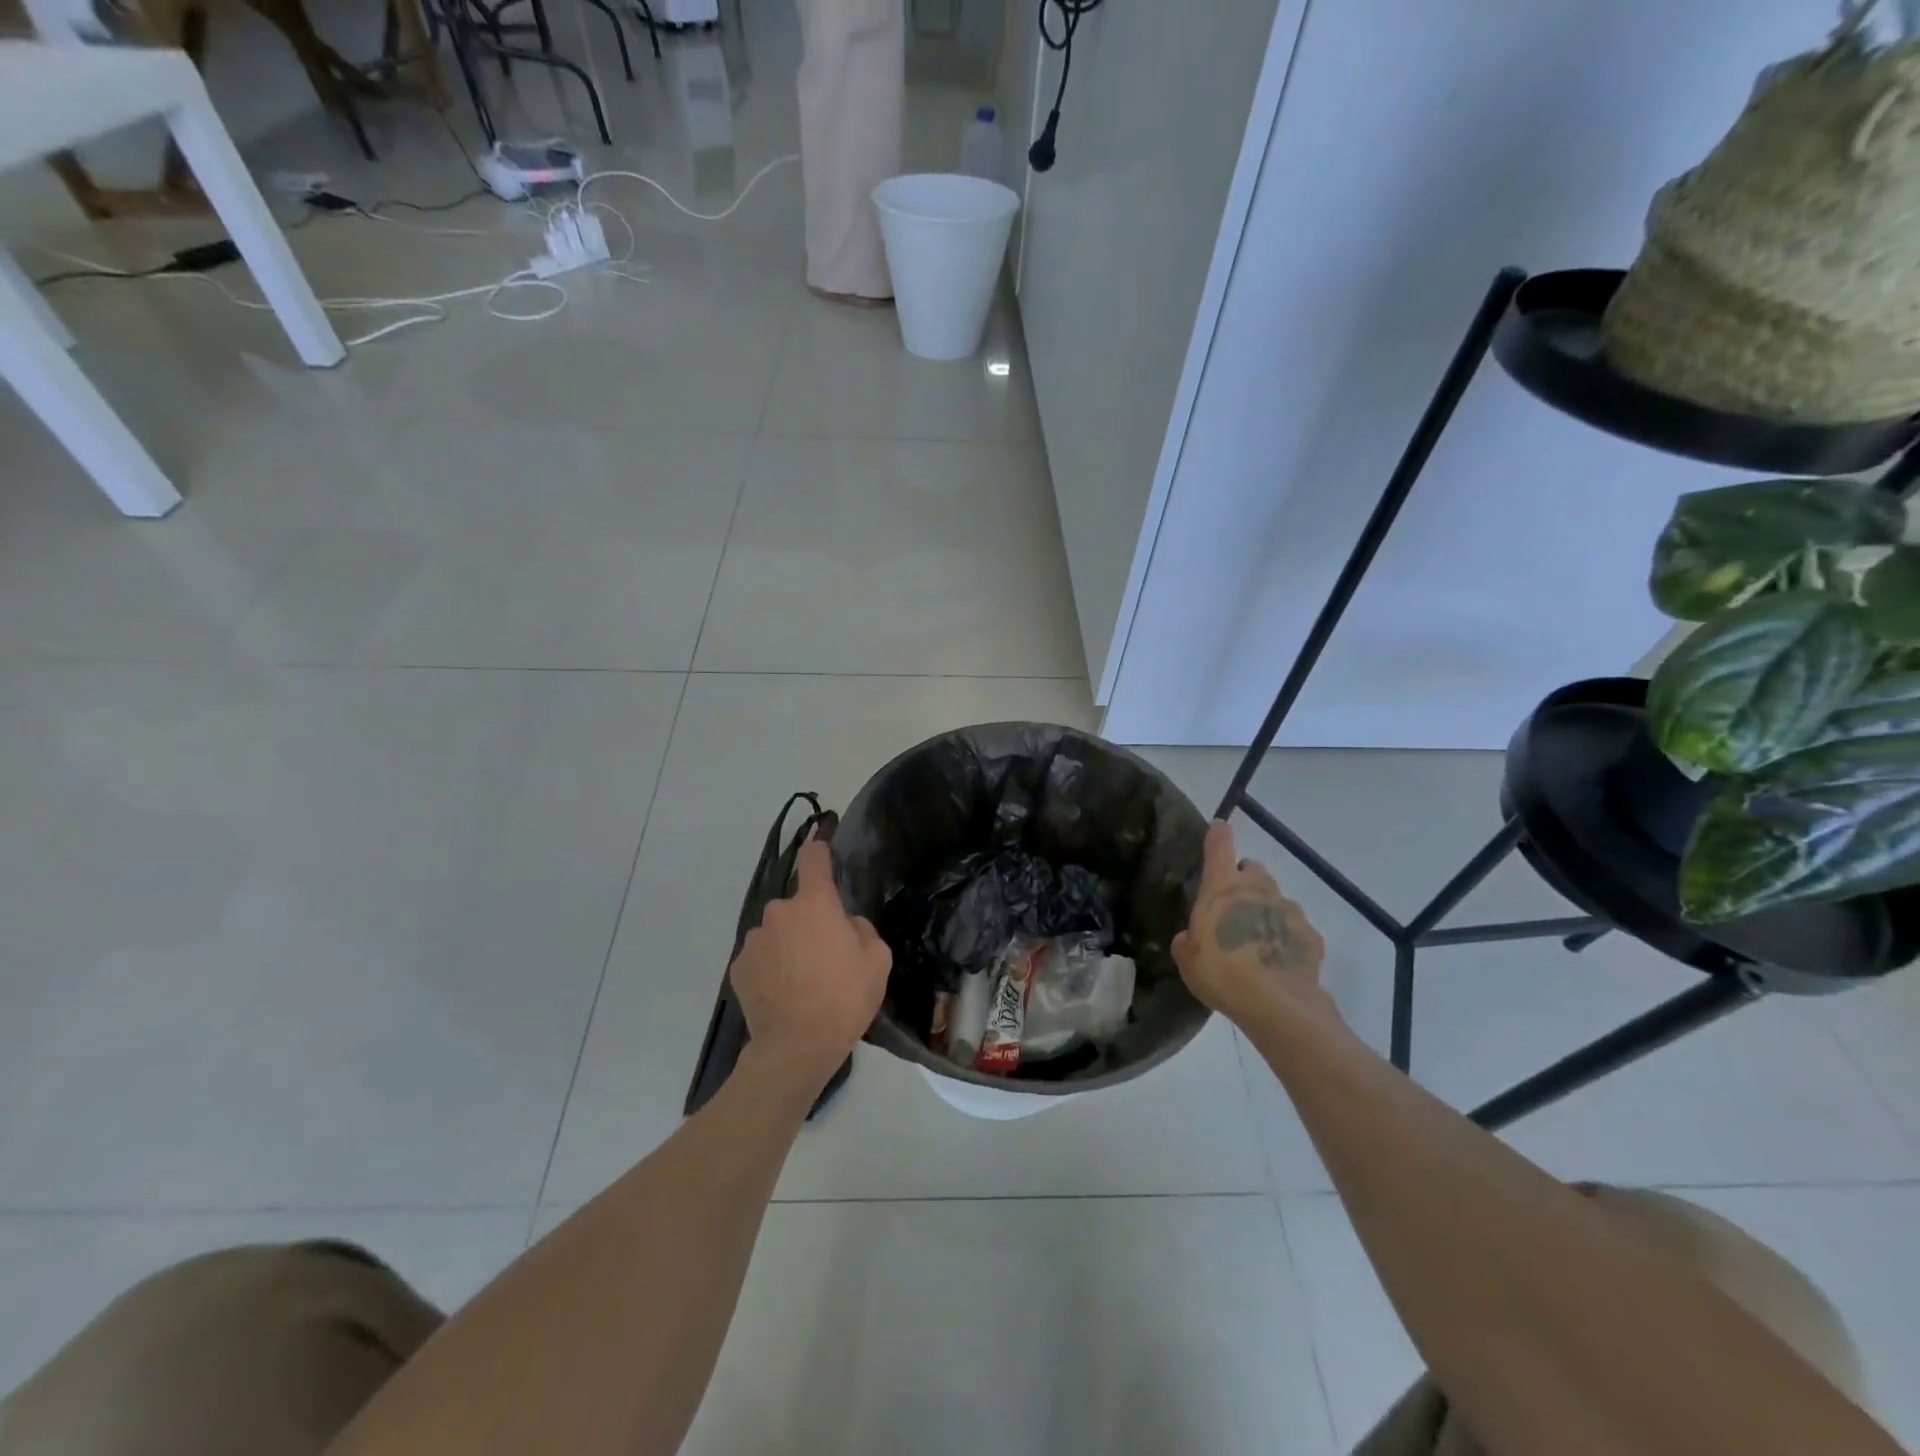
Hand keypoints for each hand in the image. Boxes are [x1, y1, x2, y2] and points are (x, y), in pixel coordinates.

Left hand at [730, 835, 891, 1092]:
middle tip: (826, 954)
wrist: (795, 1047)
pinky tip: (784, 995)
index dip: (818, 846)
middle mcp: (779, 913)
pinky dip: (771, 969)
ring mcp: (754, 940)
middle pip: (797, 906)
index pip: (814, 860)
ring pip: (777, 933)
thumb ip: (861, 929)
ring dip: (788, 946)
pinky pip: (761, 958)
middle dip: (809, 921)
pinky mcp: (738, 969)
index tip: (820, 839)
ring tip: (803, 982)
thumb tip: (845, 925)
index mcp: (815, 904)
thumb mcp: (877, 960)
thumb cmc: (844, 997)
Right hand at [1172, 820, 1327, 1027]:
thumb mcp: (1188, 961)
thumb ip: (1187, 942)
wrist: (1279, 1006)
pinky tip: (1278, 961)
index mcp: (1222, 888)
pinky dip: (1286, 937)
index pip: (1219, 844)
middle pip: (1252, 868)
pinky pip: (1295, 928)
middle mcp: (1258, 889)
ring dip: (1265, 910)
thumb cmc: (1222, 974)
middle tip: (1233, 906)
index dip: (1218, 833)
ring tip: (1256, 941)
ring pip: (1275, 898)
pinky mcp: (1311, 935)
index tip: (1218, 827)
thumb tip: (1192, 938)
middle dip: (1243, 879)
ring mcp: (1288, 910)